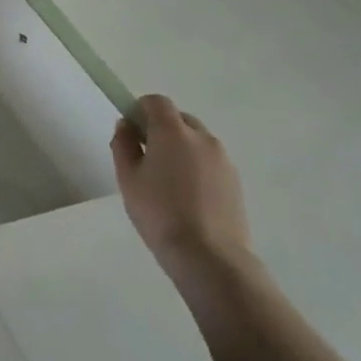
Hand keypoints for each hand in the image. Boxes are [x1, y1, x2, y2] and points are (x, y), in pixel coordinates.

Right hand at [111, 94, 252, 284]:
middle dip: (162, 128)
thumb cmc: (160, 213)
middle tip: (147, 156)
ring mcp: (223, 161)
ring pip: (197, 141)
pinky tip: (188, 196)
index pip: (156, 102)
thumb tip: (127, 127)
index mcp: (172, 131)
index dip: (140, 109)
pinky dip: (197, 167)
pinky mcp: (236, 182)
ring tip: (169, 181)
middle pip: (179, 119)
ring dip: (181, 148)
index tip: (131, 131)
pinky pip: (210, 162)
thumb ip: (123, 144)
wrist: (210, 258)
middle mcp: (202, 138)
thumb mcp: (127, 177)